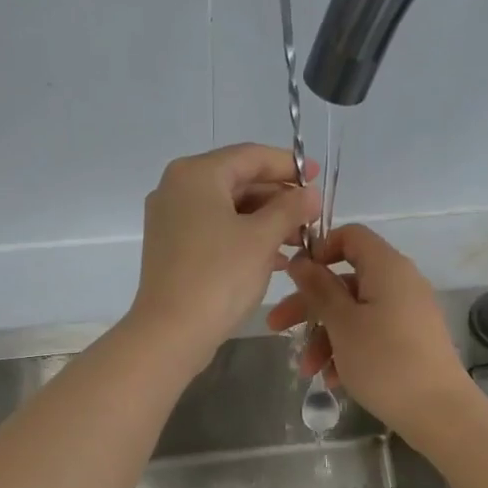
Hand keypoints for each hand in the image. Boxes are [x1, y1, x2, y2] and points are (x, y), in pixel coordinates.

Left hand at [126, 144, 321, 375]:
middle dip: (278, 199)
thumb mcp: (262, 238)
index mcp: (196, 174)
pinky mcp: (171, 248)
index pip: (250, 156)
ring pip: (227, 209)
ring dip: (265, 222)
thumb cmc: (219, 277)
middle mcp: (177, 189)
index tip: (316, 178)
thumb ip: (290, 209)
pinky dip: (244, 239)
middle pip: (238, 181)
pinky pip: (215, 231)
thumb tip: (310, 194)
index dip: (288, 165)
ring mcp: (170, 220)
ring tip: (300, 241)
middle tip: (312, 217)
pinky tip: (274, 259)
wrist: (172, 332)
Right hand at [265, 223, 478, 441]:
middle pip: (345, 281)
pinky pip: (371, 334)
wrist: (438, 411)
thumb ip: (319, 289)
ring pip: (355, 313)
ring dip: (325, 338)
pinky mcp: (410, 341)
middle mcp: (400, 283)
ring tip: (308, 371)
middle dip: (309, 306)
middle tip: (276, 327)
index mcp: (387, 267)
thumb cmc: (384, 360)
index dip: (320, 250)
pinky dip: (348, 351)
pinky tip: (333, 380)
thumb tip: (302, 261)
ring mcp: (407, 313)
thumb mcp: (342, 324)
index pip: (351, 236)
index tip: (295, 278)